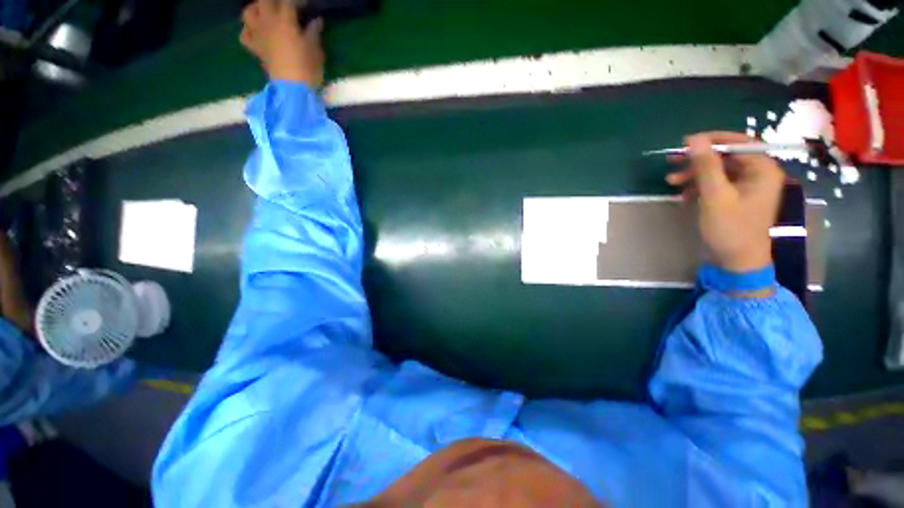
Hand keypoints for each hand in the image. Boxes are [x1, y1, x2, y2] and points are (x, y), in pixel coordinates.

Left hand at [240, 0, 324, 85]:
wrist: (293, 90)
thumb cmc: (307, 68)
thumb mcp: (316, 50)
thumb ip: (314, 32)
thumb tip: (316, 20)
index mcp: (284, 20)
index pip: (289, 1)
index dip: (298, 2)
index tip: (307, 5)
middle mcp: (267, 22)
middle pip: (264, 1)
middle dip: (275, 1)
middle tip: (286, 7)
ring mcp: (258, 35)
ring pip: (248, 13)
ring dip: (256, 10)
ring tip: (266, 14)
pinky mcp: (256, 50)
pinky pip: (245, 35)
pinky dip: (249, 31)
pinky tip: (257, 33)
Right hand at [666, 132, 784, 273]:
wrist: (736, 261)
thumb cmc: (730, 228)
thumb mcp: (715, 196)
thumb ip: (706, 166)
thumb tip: (694, 140)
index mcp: (762, 170)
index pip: (739, 143)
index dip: (712, 140)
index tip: (686, 143)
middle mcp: (757, 175)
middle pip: (726, 156)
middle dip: (698, 159)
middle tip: (672, 160)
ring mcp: (746, 187)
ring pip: (718, 171)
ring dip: (694, 174)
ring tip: (671, 181)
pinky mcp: (735, 198)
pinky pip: (716, 184)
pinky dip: (698, 187)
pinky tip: (684, 195)